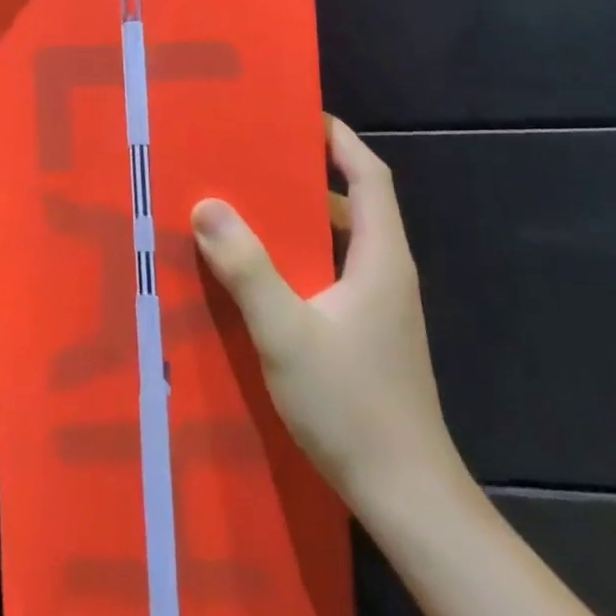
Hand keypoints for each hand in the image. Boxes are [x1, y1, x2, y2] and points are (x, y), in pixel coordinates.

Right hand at [193, 117, 465, 519]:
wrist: (408, 500)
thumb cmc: (353, 406)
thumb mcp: (287, 333)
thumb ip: (247, 268)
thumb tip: (207, 206)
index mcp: (381, 256)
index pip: (369, 175)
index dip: (339, 139)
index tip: (298, 114)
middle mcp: (386, 272)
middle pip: (353, 203)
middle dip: (306, 175)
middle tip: (253, 159)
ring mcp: (380, 307)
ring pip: (339, 242)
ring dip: (299, 221)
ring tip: (246, 208)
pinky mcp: (369, 334)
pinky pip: (332, 274)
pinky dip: (300, 259)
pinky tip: (261, 275)